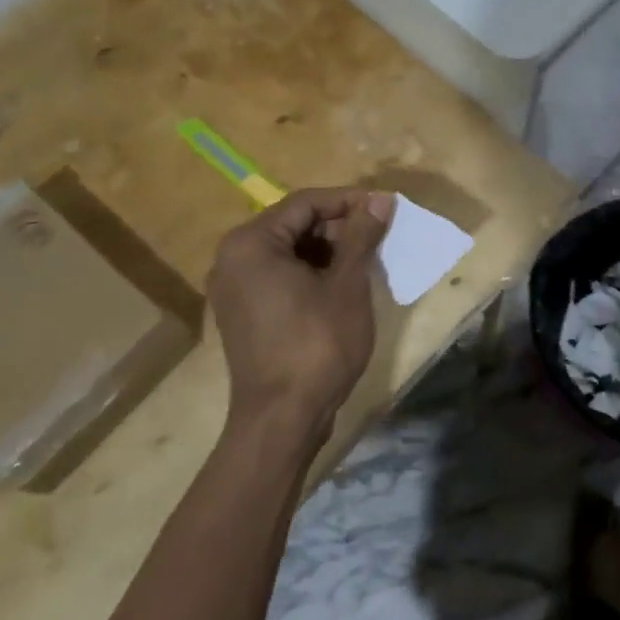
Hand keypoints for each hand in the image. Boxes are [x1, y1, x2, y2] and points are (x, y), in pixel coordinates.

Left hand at [207, 188, 395, 445]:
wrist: (282, 419)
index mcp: (251, 243)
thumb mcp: (347, 284)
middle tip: (379, 235)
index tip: (386, 207)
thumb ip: (361, 235)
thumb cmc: (317, 344)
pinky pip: (279, 276)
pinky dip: (311, 273)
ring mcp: (234, 289)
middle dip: (338, 226)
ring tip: (367, 259)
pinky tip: (343, 285)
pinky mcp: (243, 313)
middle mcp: (233, 259)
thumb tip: (381, 200)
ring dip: (328, 250)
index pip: (305, 203)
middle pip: (293, 225)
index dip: (349, 200)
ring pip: (288, 251)